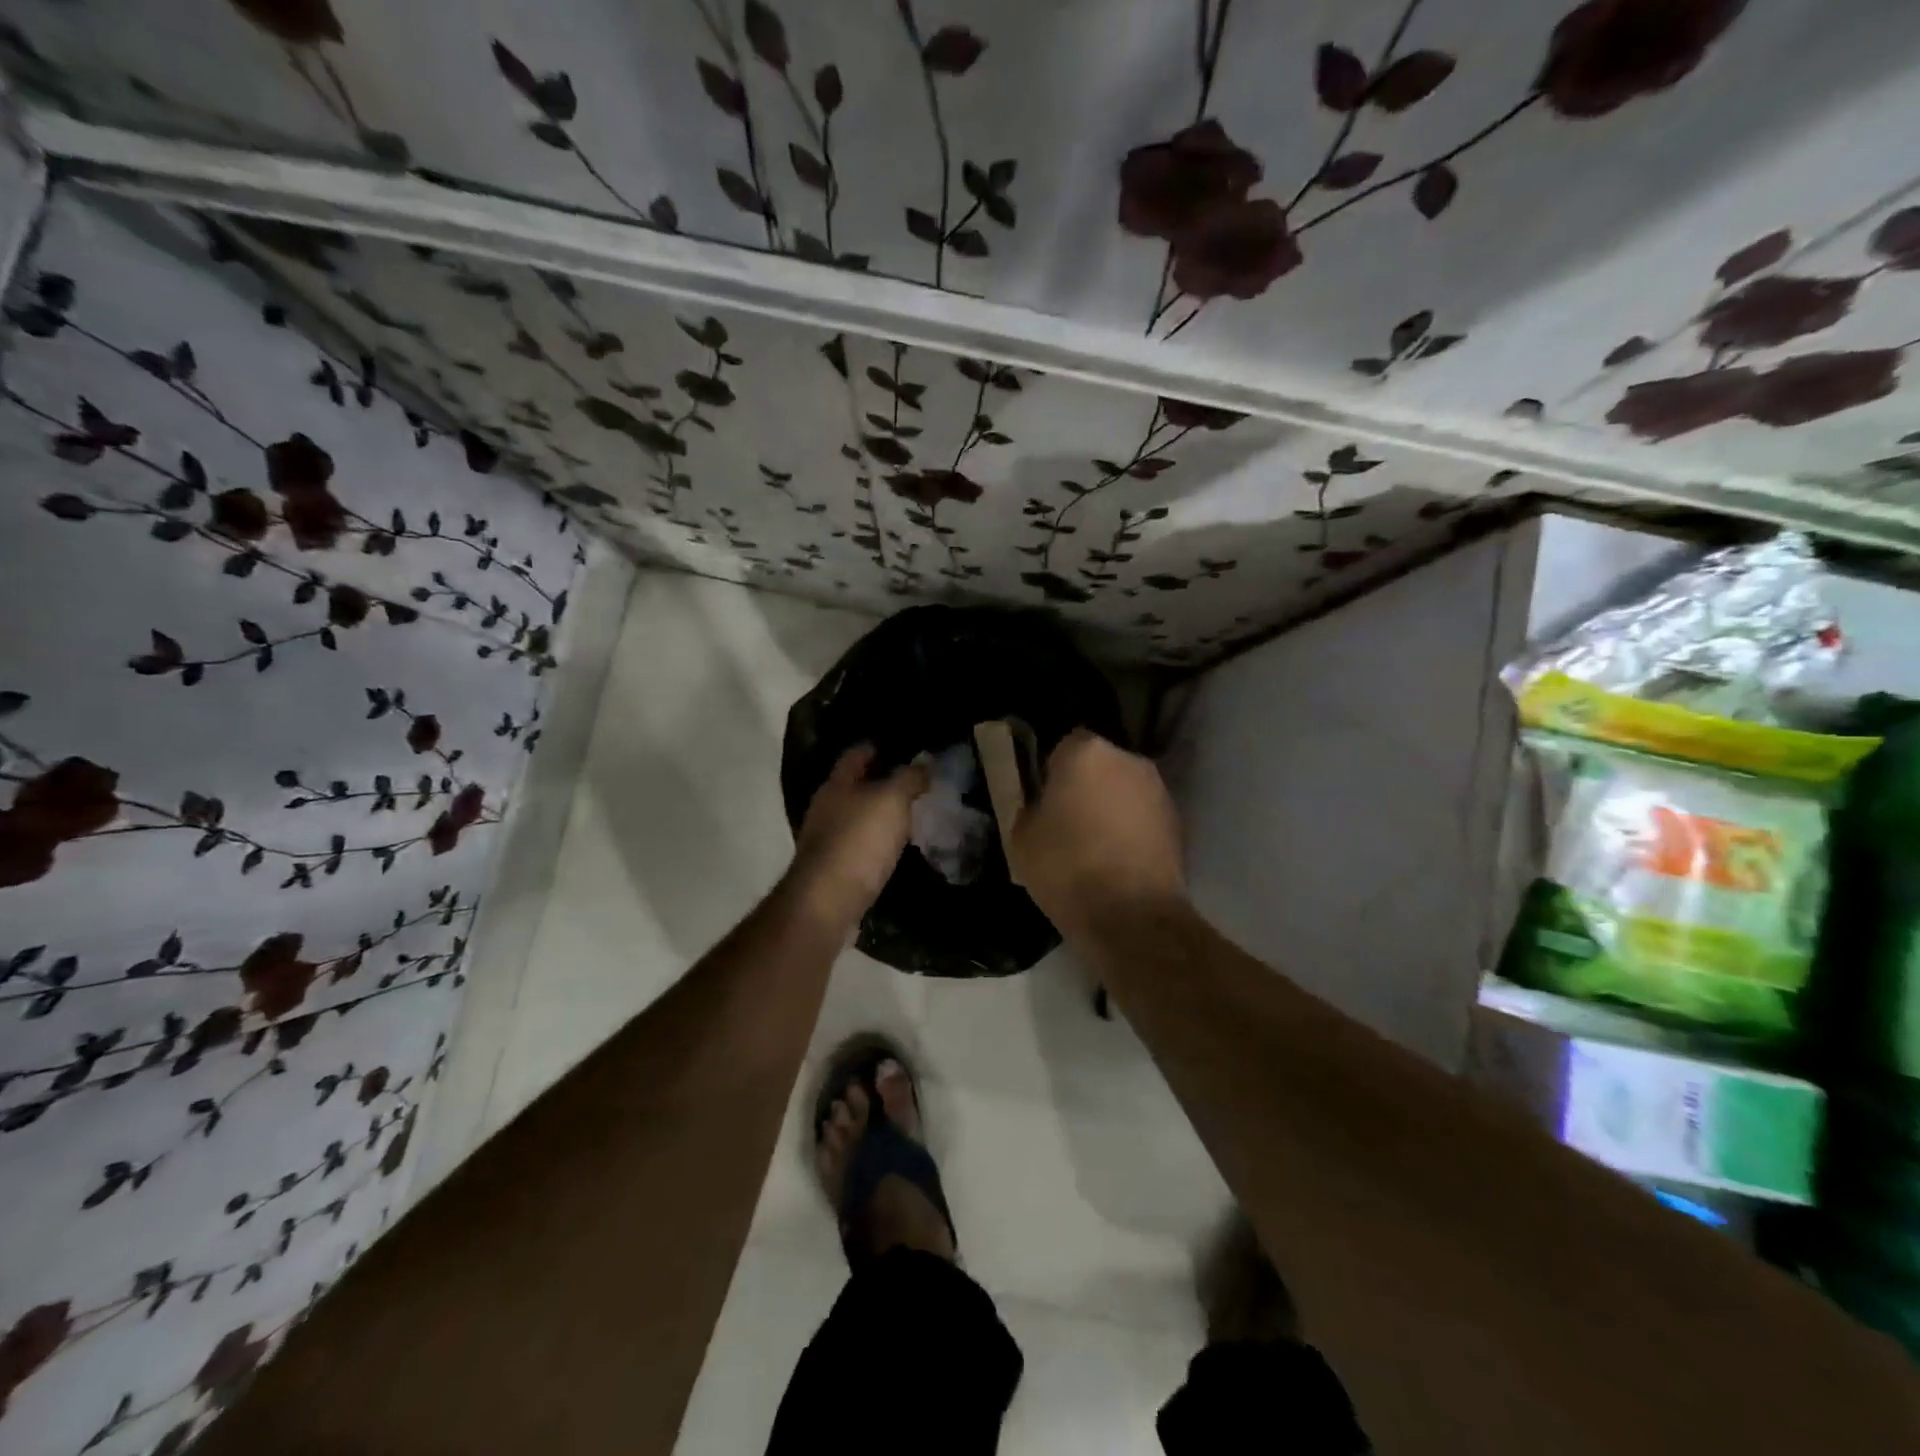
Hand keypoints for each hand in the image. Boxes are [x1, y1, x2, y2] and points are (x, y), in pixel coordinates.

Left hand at [788, 745, 929, 932]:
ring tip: (911, 814)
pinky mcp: (832, 869)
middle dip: (881, 781)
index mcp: (836, 784)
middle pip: (854, 786)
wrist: (827, 902)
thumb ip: (909, 778)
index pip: (856, 754)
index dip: (878, 747)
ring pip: (857, 816)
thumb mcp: (892, 801)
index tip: (904, 748)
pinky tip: (894, 848)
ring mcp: (826, 840)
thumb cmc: (859, 841)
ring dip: (879, 814)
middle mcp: (826, 807)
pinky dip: (876, 842)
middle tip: (915, 782)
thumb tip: (923, 764)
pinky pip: (859, 845)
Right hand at [1011, 729, 1186, 936]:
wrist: (1132, 916)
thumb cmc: (1067, 869)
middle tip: (1068, 822)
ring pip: (1124, 790)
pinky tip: (1119, 860)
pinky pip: (1143, 815)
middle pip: (1099, 765)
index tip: (1045, 802)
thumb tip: (1043, 806)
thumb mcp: (1022, 838)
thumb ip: (1031, 808)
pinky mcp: (1178, 821)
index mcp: (1086, 752)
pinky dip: (1132, 829)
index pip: (1063, 746)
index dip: (1052, 773)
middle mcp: (1128, 759)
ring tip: (1096, 846)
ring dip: (1111, 806)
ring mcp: (1158, 789)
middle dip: (1085, 786)